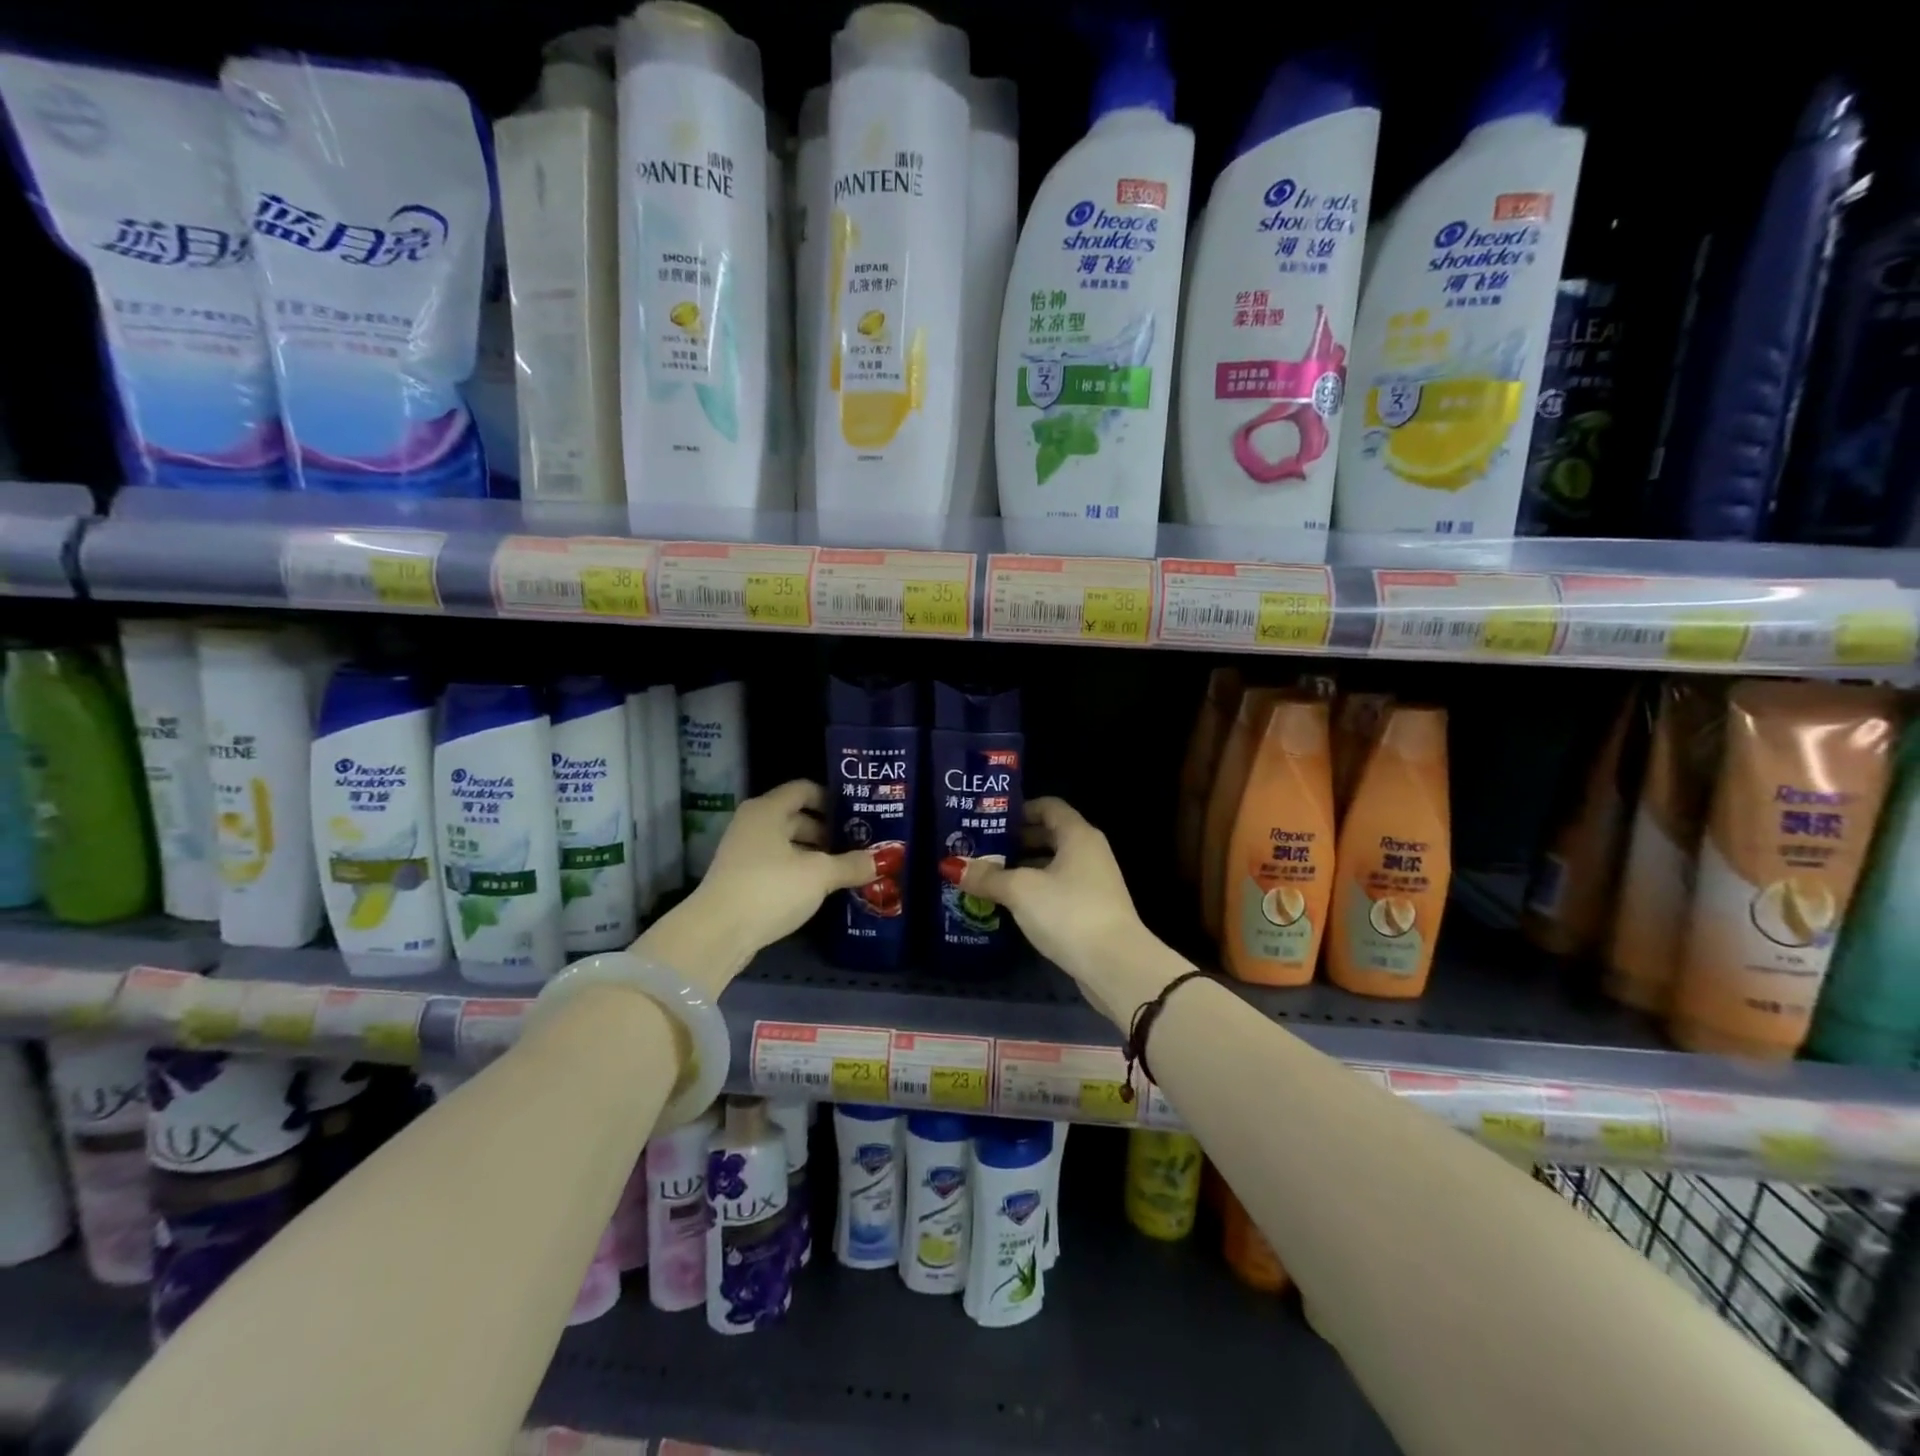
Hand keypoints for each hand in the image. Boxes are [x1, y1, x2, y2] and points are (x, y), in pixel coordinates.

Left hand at [635, 780, 873, 994]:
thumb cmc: (770, 888)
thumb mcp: (819, 875)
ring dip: (814, 854)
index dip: (831, 798)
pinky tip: (820, 889)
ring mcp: (743, 852)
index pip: (803, 789)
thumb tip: (880, 861)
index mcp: (767, 810)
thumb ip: (850, 865)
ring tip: (844, 869)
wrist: (717, 933)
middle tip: (858, 845)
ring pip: (787, 844)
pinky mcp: (741, 879)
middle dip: (827, 831)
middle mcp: (752, 824)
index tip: (857, 814)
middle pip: (796, 817)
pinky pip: (777, 865)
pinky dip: (799, 872)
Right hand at [960, 798, 1155, 1022]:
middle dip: (1015, 842)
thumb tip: (952, 866)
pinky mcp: (1091, 911)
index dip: (1019, 810)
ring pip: (1052, 866)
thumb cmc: (1068, 912)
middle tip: (980, 850)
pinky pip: (1057, 891)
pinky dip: (1034, 892)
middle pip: (1049, 836)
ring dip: (1022, 870)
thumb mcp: (1020, 890)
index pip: (1048, 807)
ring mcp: (1093, 883)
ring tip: (987, 878)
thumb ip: (987, 876)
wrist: (1115, 966)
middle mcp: (1089, 853)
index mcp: (1078, 835)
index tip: (989, 821)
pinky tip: (1009, 905)